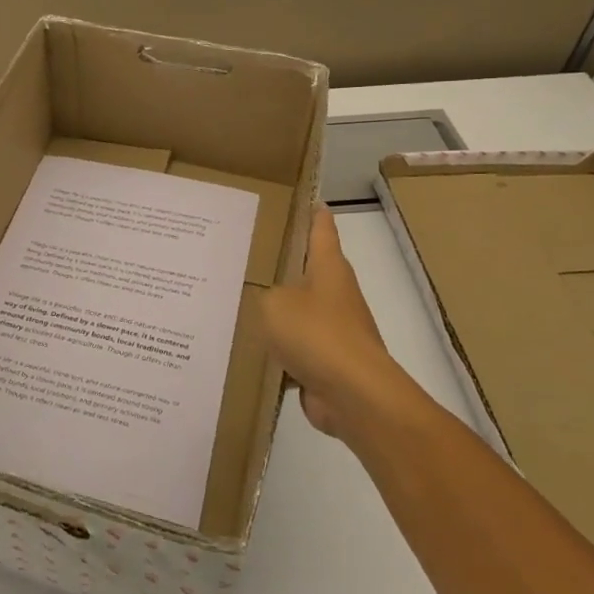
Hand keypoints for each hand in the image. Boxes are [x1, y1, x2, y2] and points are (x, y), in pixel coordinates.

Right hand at [260, 206, 421, 441]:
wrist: (354, 395)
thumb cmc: (316, 334)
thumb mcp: (274, 302)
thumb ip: (264, 293)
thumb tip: (267, 300)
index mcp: (328, 268)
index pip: (322, 228)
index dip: (312, 212)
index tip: (301, 198)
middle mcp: (335, 293)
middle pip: (308, 269)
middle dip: (282, 262)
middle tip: (247, 251)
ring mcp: (335, 329)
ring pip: (299, 310)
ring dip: (276, 309)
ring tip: (239, 301)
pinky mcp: (327, 361)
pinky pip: (296, 347)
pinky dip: (277, 348)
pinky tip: (248, 348)